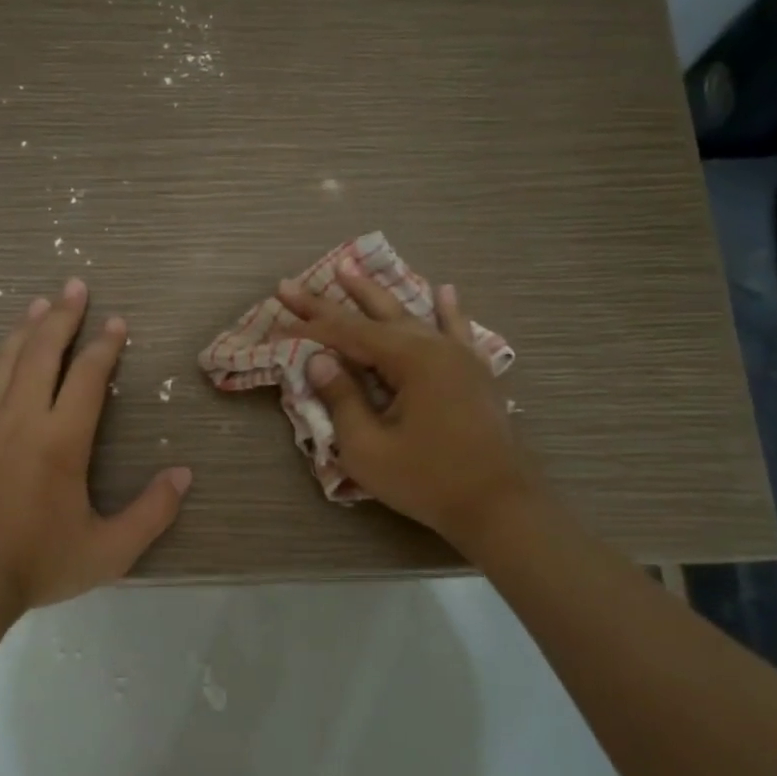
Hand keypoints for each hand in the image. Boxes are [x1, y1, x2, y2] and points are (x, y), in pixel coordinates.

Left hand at [0, 278, 192, 612]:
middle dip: (61, 317)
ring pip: (2, 362)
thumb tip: (184, 475)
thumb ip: (152, 512)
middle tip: (75, 286)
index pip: (86, 376)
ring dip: (22, 329)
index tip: (117, 323)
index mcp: (61, 440)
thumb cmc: (40, 563)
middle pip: (41, 352)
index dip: (104, 345)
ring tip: (38, 305)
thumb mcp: (110, 550)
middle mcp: (20, 419)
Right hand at [277, 261, 545, 551]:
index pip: (347, 334)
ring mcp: (459, 357)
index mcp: (410, 360)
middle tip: (295, 284)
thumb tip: (319, 361)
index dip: (309, 326)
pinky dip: (446, 311)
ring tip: (350, 269)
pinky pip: (456, 331)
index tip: (277, 315)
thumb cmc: (427, 480)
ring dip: (378, 295)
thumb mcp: (368, 448)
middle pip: (374, 316)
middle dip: (332, 300)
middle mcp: (435, 346)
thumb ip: (341, 399)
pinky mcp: (474, 373)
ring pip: (411, 316)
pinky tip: (445, 290)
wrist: (499, 506)